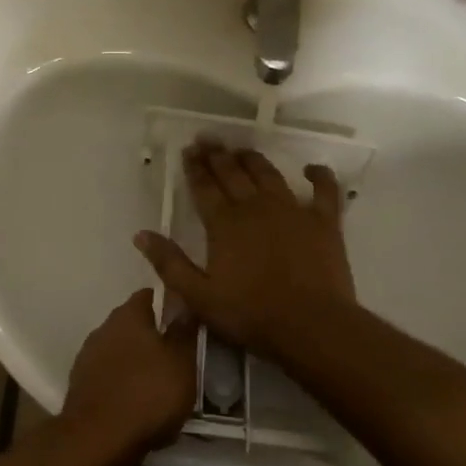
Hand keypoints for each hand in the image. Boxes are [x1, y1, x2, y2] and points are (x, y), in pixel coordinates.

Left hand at [60, 289, 198, 455]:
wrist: (97, 441)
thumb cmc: (148, 394)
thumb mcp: (182, 362)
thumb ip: (184, 331)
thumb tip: (185, 304)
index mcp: (128, 315)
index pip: (149, 295)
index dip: (169, 303)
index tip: (186, 318)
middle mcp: (104, 328)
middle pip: (133, 324)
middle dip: (153, 336)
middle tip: (177, 354)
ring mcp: (87, 357)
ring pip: (120, 351)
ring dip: (137, 362)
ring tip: (159, 383)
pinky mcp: (80, 386)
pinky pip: (109, 377)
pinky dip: (123, 384)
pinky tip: (137, 404)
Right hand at [134, 142, 354, 355]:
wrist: (311, 325)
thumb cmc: (251, 314)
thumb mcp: (199, 296)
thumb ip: (169, 263)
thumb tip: (141, 235)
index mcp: (224, 223)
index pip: (204, 187)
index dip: (194, 167)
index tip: (188, 149)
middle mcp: (256, 206)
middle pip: (233, 173)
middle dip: (218, 155)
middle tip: (208, 140)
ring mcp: (293, 210)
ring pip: (269, 174)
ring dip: (253, 159)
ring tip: (242, 150)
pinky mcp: (324, 221)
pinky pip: (324, 190)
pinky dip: (319, 176)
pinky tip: (312, 169)